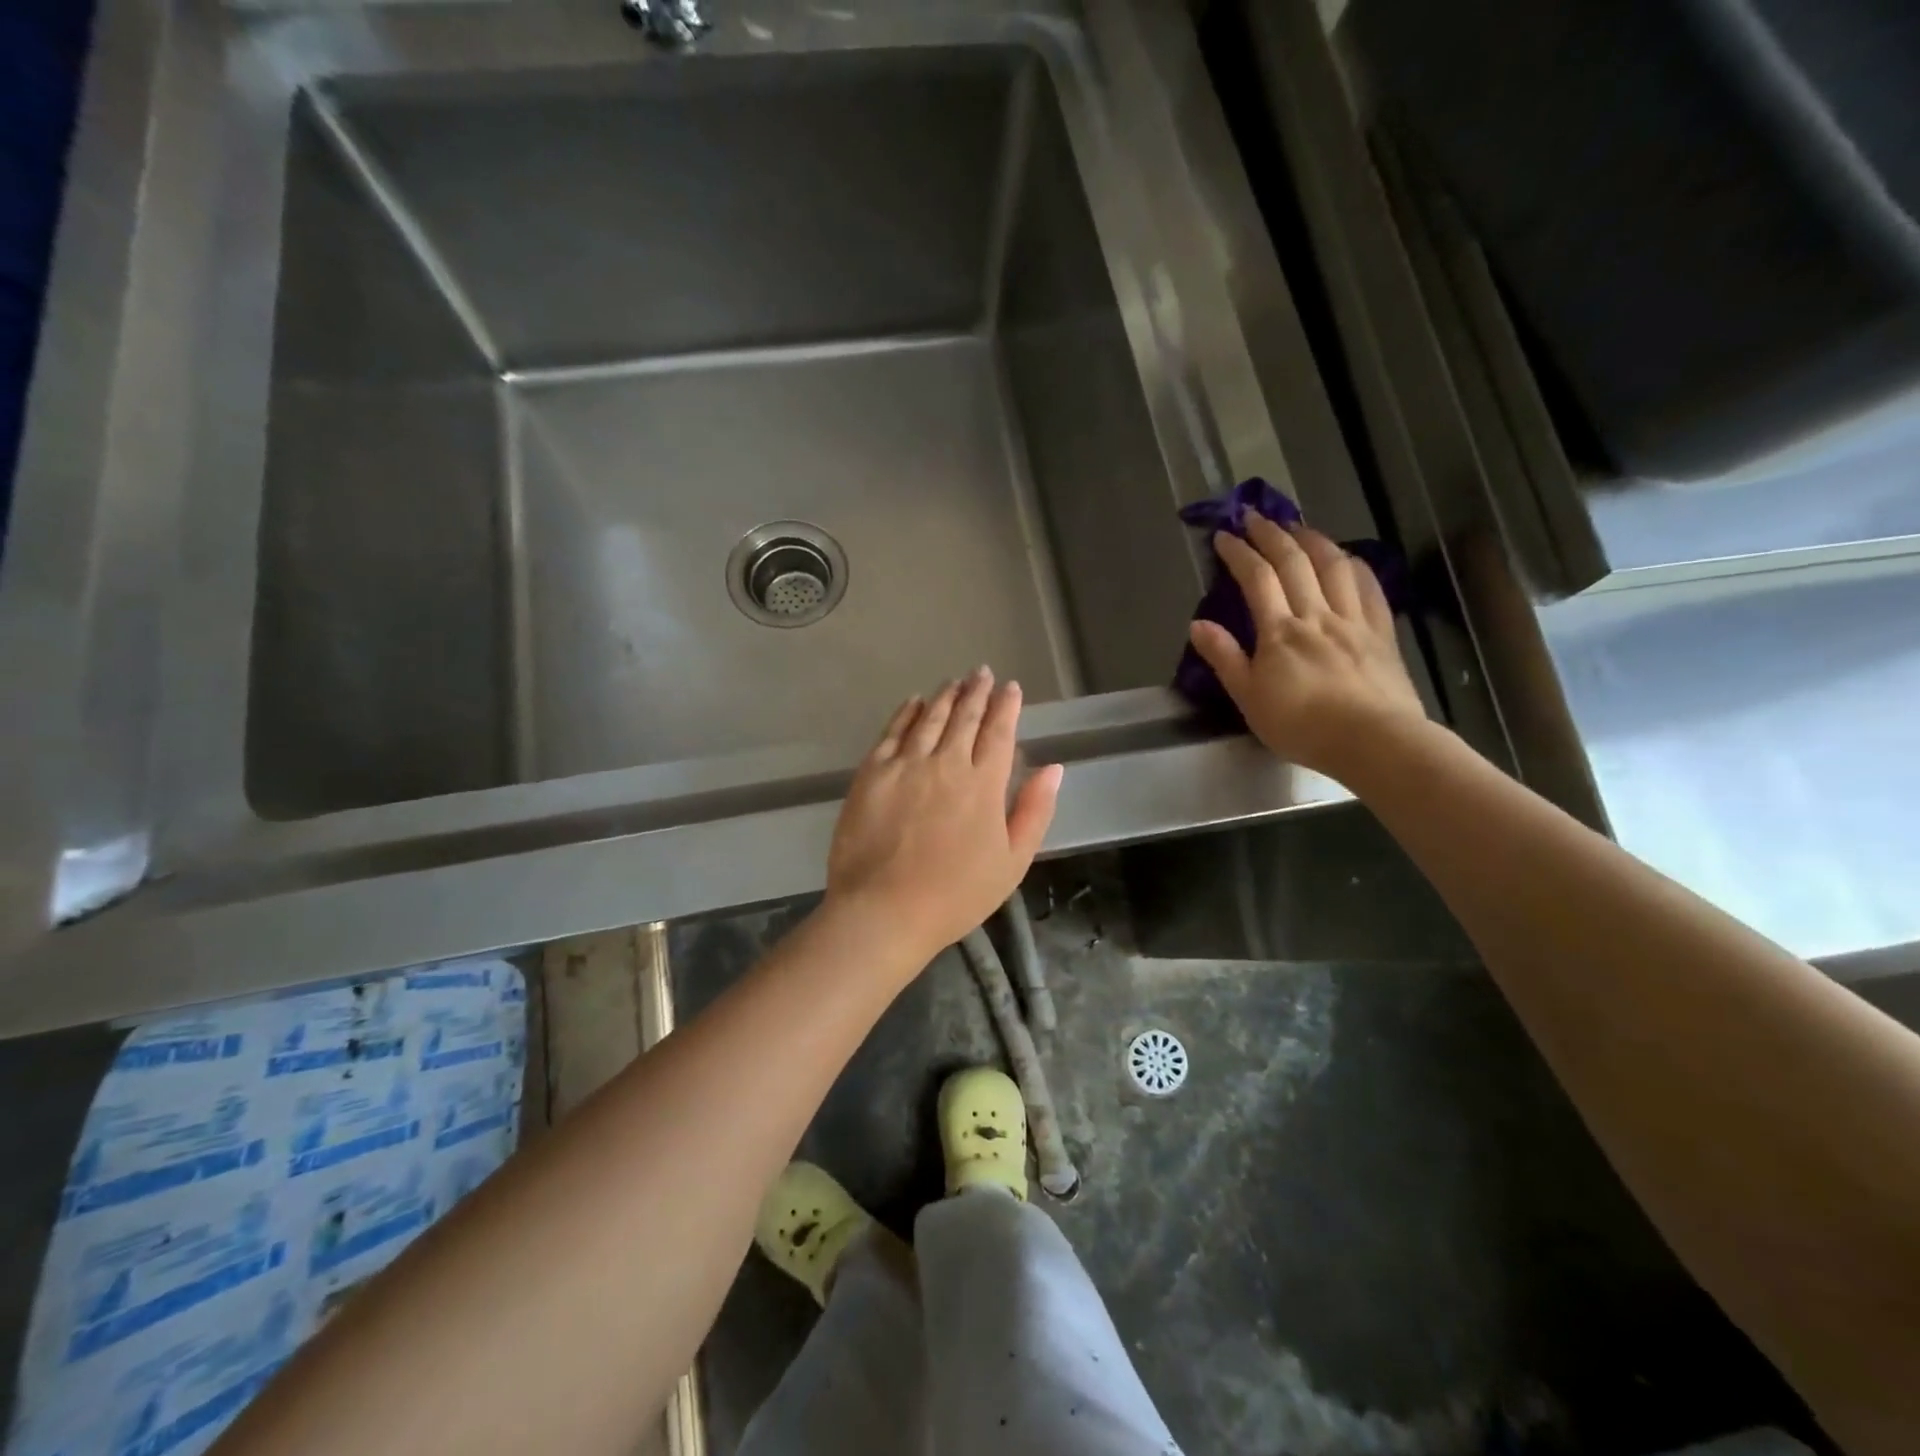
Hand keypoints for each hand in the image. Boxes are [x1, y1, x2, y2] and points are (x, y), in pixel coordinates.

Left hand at [825, 668, 1062, 962]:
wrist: (883, 911)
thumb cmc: (955, 895)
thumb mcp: (1012, 862)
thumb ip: (1034, 811)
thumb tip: (1053, 768)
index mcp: (984, 784)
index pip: (999, 732)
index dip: (1006, 707)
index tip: (1010, 688)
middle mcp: (946, 763)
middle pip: (965, 717)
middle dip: (977, 692)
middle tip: (982, 673)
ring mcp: (906, 764)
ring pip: (929, 717)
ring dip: (945, 696)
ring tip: (955, 681)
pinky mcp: (872, 773)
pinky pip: (892, 732)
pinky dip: (906, 712)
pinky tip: (913, 701)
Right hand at [1188, 512, 1426, 779]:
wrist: (1374, 741)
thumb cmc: (1302, 726)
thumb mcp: (1249, 699)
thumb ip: (1225, 658)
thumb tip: (1198, 624)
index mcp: (1280, 631)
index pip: (1257, 579)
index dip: (1239, 553)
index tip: (1224, 536)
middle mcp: (1317, 615)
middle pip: (1295, 561)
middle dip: (1272, 534)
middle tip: (1255, 516)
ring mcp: (1354, 620)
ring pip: (1334, 565)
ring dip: (1313, 539)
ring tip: (1297, 526)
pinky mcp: (1381, 632)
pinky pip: (1370, 588)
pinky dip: (1355, 565)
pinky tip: (1347, 558)